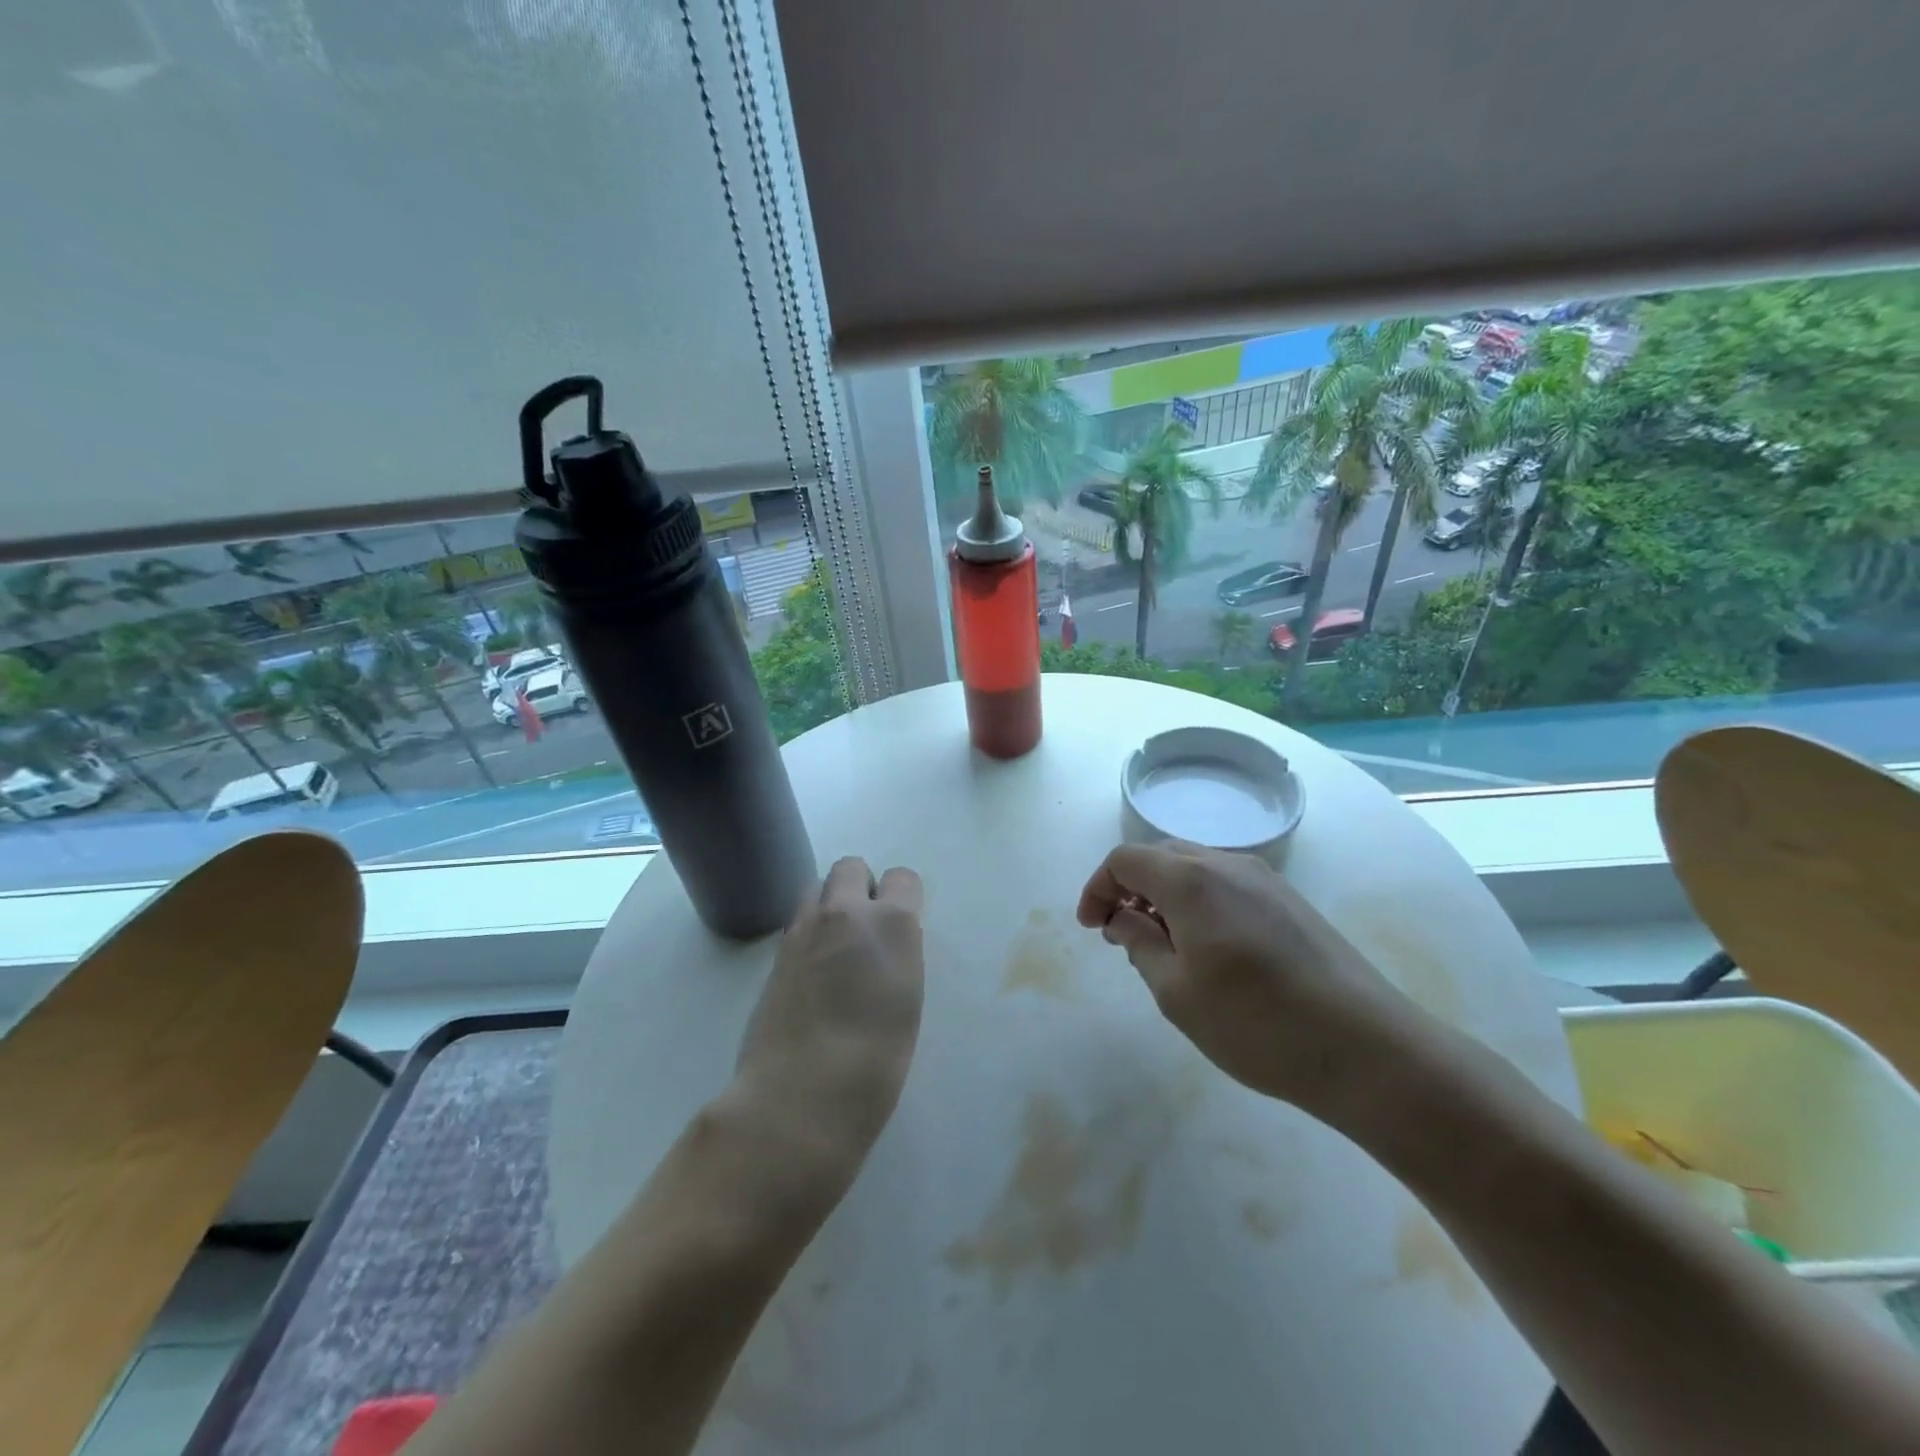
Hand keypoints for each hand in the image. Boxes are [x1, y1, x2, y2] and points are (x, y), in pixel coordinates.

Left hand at [728, 857, 926, 1194]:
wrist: (801, 1096)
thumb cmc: (876, 1061)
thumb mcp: (908, 999)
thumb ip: (898, 955)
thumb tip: (885, 943)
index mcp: (891, 922)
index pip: (902, 878)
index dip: (903, 897)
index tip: (903, 925)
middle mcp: (844, 912)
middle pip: (850, 867)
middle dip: (860, 886)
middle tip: (866, 929)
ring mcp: (803, 929)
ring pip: (816, 887)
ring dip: (830, 904)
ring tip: (837, 947)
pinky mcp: (775, 953)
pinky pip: (797, 921)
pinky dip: (809, 932)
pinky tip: (814, 972)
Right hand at [1077, 841, 1418, 1114]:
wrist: (1367, 1049)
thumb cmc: (1256, 1024)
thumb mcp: (1176, 992)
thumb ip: (1140, 944)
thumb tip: (1124, 918)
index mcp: (1191, 879)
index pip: (1126, 859)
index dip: (1098, 887)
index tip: (1092, 928)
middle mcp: (1227, 864)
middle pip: (1160, 856)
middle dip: (1130, 888)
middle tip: (1120, 935)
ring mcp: (1265, 880)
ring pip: (1195, 868)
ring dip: (1165, 895)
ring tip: (1162, 947)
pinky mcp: (1290, 902)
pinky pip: (1226, 885)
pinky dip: (1199, 903)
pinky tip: (1208, 950)